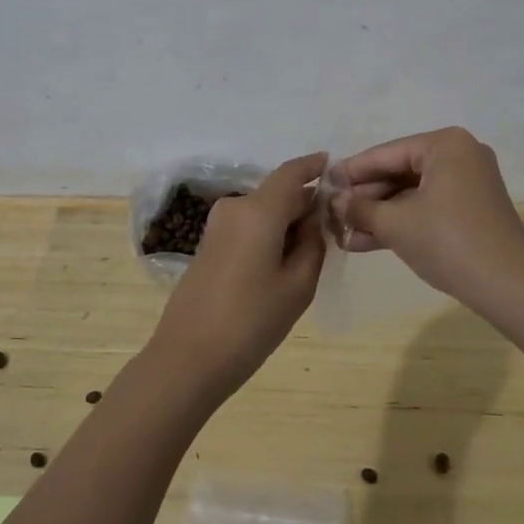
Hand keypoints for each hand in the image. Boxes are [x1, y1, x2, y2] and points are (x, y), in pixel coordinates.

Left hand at [144, 153, 327, 404]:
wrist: (188, 358)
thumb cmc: (251, 322)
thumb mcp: (298, 286)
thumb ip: (313, 244)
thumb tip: (314, 219)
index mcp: (258, 210)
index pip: (291, 172)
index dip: (314, 166)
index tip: (335, 165)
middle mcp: (235, 207)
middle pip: (278, 193)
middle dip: (305, 203)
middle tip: (334, 226)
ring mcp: (217, 225)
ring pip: (263, 210)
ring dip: (287, 221)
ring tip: (311, 251)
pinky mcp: (208, 244)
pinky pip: (248, 225)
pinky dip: (268, 233)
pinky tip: (282, 262)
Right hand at [336, 128, 523, 307]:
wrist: (508, 286)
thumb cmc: (448, 241)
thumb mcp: (396, 224)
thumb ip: (361, 208)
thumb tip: (335, 201)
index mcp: (445, 145)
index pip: (387, 153)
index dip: (352, 170)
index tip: (324, 183)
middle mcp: (460, 156)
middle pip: (399, 172)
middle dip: (365, 197)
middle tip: (331, 212)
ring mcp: (468, 184)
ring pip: (411, 194)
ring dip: (378, 214)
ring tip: (341, 232)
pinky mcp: (470, 211)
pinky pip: (427, 208)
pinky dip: (401, 223)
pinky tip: (365, 242)